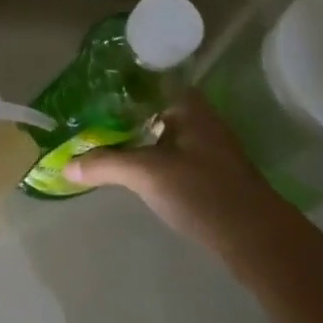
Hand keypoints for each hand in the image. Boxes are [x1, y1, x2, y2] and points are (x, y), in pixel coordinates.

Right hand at [63, 90, 287, 266]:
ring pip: (159, 133)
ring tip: (97, 141)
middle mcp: (198, 119)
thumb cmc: (202, 191)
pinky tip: (128, 168)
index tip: (87, 91)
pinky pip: (168, 154)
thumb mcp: (146, 173)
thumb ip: (104, 164)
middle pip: (150, 108)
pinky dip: (147, 156)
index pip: (145, 81)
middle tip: (83, 118)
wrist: (257, 241)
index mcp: (188, 104)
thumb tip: (64, 166)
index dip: (116, 85)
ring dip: (133, 137)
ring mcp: (206, 147)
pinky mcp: (208, 174)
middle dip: (119, 113)